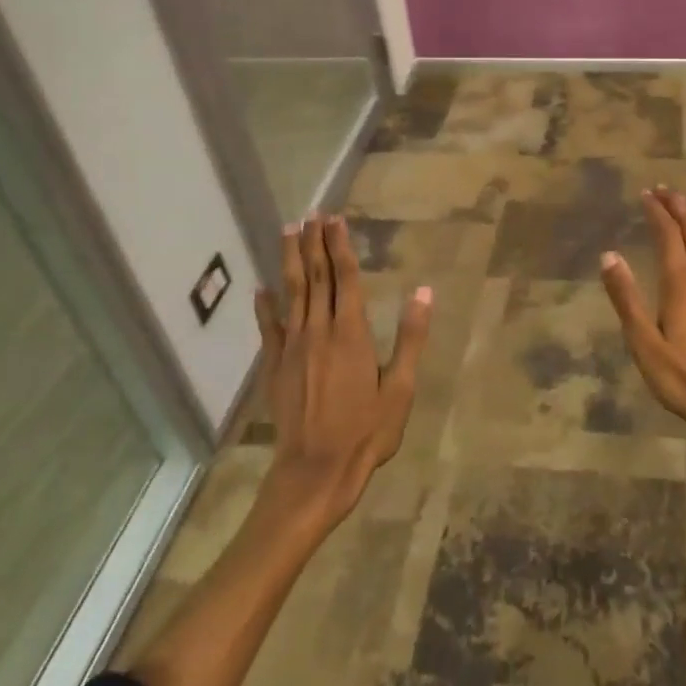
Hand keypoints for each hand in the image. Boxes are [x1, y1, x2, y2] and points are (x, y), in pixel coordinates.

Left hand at [254, 215, 431, 526]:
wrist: (315, 472)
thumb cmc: (366, 432)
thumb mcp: (400, 388)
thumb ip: (411, 338)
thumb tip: (424, 293)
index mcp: (351, 333)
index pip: (345, 278)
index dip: (340, 246)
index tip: (335, 219)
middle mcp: (319, 331)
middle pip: (315, 277)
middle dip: (313, 243)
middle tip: (311, 214)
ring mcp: (293, 348)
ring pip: (290, 293)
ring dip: (289, 260)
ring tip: (288, 232)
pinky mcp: (276, 367)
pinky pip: (269, 328)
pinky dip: (265, 306)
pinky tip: (260, 288)